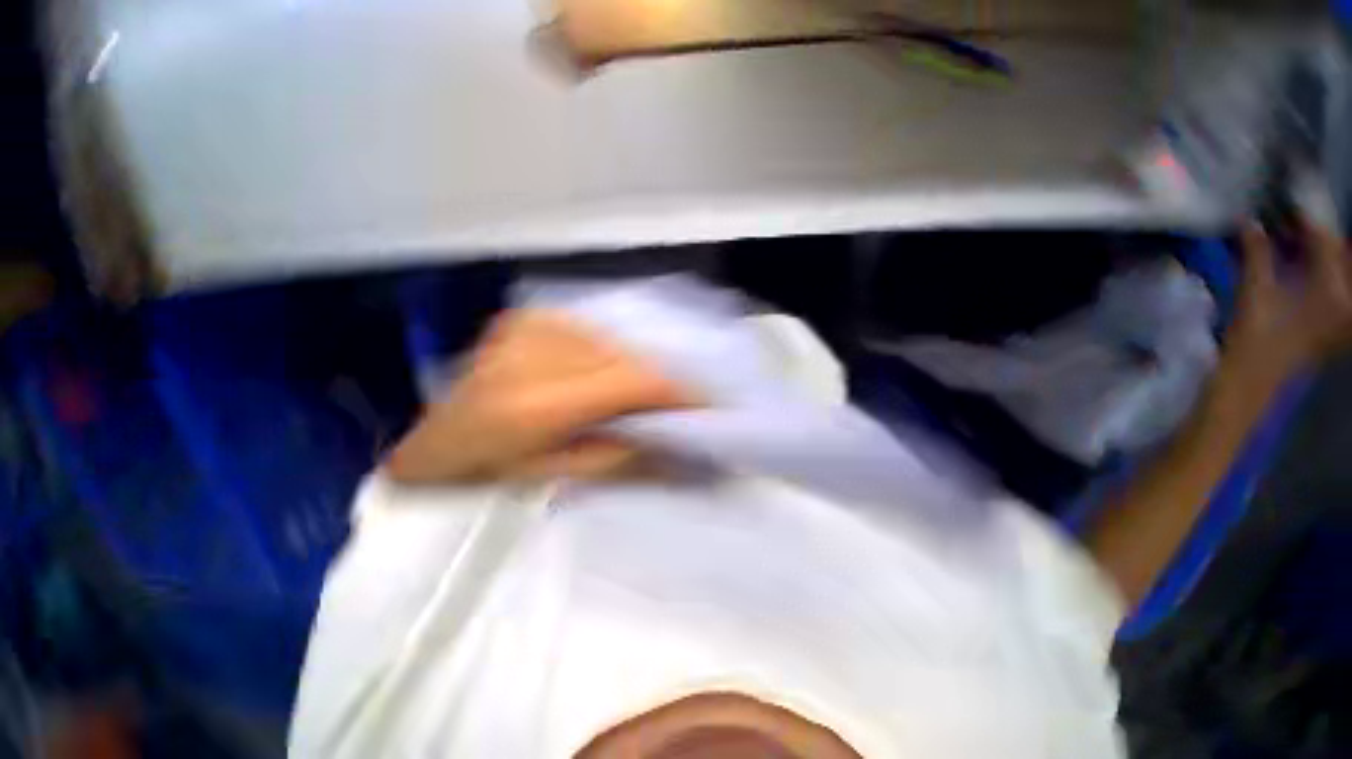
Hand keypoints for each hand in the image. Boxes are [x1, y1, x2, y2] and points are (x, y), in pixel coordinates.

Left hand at [386, 309, 697, 482]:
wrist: (429, 448)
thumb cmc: (487, 479)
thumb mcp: (560, 480)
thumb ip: (627, 460)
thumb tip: (684, 451)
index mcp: (537, 401)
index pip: (633, 381)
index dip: (677, 393)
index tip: (707, 408)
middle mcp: (535, 350)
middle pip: (628, 358)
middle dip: (659, 385)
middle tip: (675, 409)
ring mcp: (528, 326)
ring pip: (614, 343)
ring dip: (633, 371)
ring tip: (637, 398)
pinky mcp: (526, 318)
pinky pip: (591, 334)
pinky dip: (608, 356)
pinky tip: (601, 376)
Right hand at [1226, 218, 1351, 390]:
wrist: (1253, 382)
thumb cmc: (1252, 340)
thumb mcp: (1253, 294)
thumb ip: (1257, 255)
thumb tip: (1250, 223)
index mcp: (1334, 292)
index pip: (1325, 242)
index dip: (1305, 222)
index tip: (1286, 208)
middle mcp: (1351, 301)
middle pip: (1341, 254)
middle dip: (1320, 237)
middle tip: (1293, 226)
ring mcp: (1348, 315)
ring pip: (1343, 270)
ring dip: (1324, 254)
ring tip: (1299, 244)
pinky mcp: (1341, 324)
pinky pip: (1342, 288)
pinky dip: (1327, 273)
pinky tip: (1307, 268)